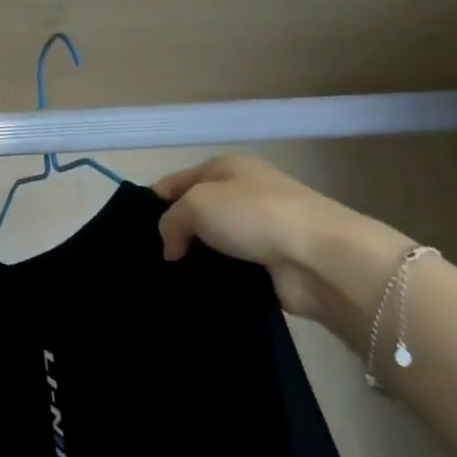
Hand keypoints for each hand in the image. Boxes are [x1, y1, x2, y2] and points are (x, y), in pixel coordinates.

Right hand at [153, 156, 408, 327]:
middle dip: (171, 234)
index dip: (151, 205)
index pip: (172, 182)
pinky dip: (213, 277)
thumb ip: (169, 222)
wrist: (322, 258)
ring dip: (193, 258)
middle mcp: (242, 192)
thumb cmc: (255, 216)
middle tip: (147, 259)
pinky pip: (228, 267)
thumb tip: (172, 249)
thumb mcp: (196, 204)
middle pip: (191, 213)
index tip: (134, 234)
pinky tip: (195, 289)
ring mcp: (257, 228)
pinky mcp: (268, 261)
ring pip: (209, 242)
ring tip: (167, 279)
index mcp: (225, 167)